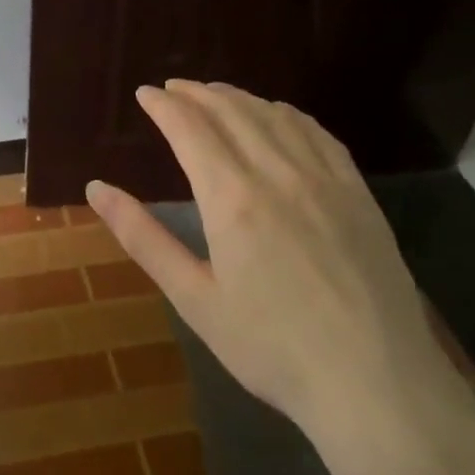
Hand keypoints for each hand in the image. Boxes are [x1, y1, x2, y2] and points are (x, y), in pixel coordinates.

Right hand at [86, 82, 474, 474]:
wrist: (378, 385)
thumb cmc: (272, 348)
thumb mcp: (194, 299)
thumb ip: (143, 237)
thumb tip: (96, 188)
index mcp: (232, 197)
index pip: (190, 128)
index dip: (164, 105)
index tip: (145, 93)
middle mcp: (278, 173)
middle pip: (231, 111)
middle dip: (196, 94)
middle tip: (172, 88)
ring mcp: (325, 179)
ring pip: (274, 115)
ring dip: (238, 97)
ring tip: (215, 95)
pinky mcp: (358, 193)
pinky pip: (318, 133)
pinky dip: (287, 114)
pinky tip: (278, 115)